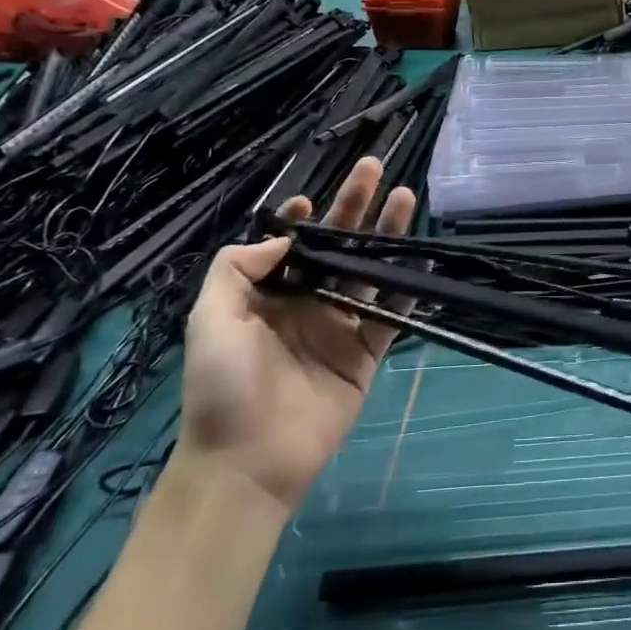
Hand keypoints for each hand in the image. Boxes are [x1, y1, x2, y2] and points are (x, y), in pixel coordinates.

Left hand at [174, 157, 414, 510]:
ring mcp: (340, 327)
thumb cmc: (223, 385)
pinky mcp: (366, 354)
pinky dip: (407, 286)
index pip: (293, 246)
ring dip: (387, 235)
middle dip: (355, 207)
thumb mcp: (209, 318)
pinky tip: (421, 257)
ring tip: (406, 197)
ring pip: (369, 271)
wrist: (248, 461)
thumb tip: (287, 238)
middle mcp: (307, 303)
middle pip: (338, 247)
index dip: (304, 220)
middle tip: (374, 167)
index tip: (312, 200)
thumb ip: (238, 268)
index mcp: (268, 296)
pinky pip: (392, 314)